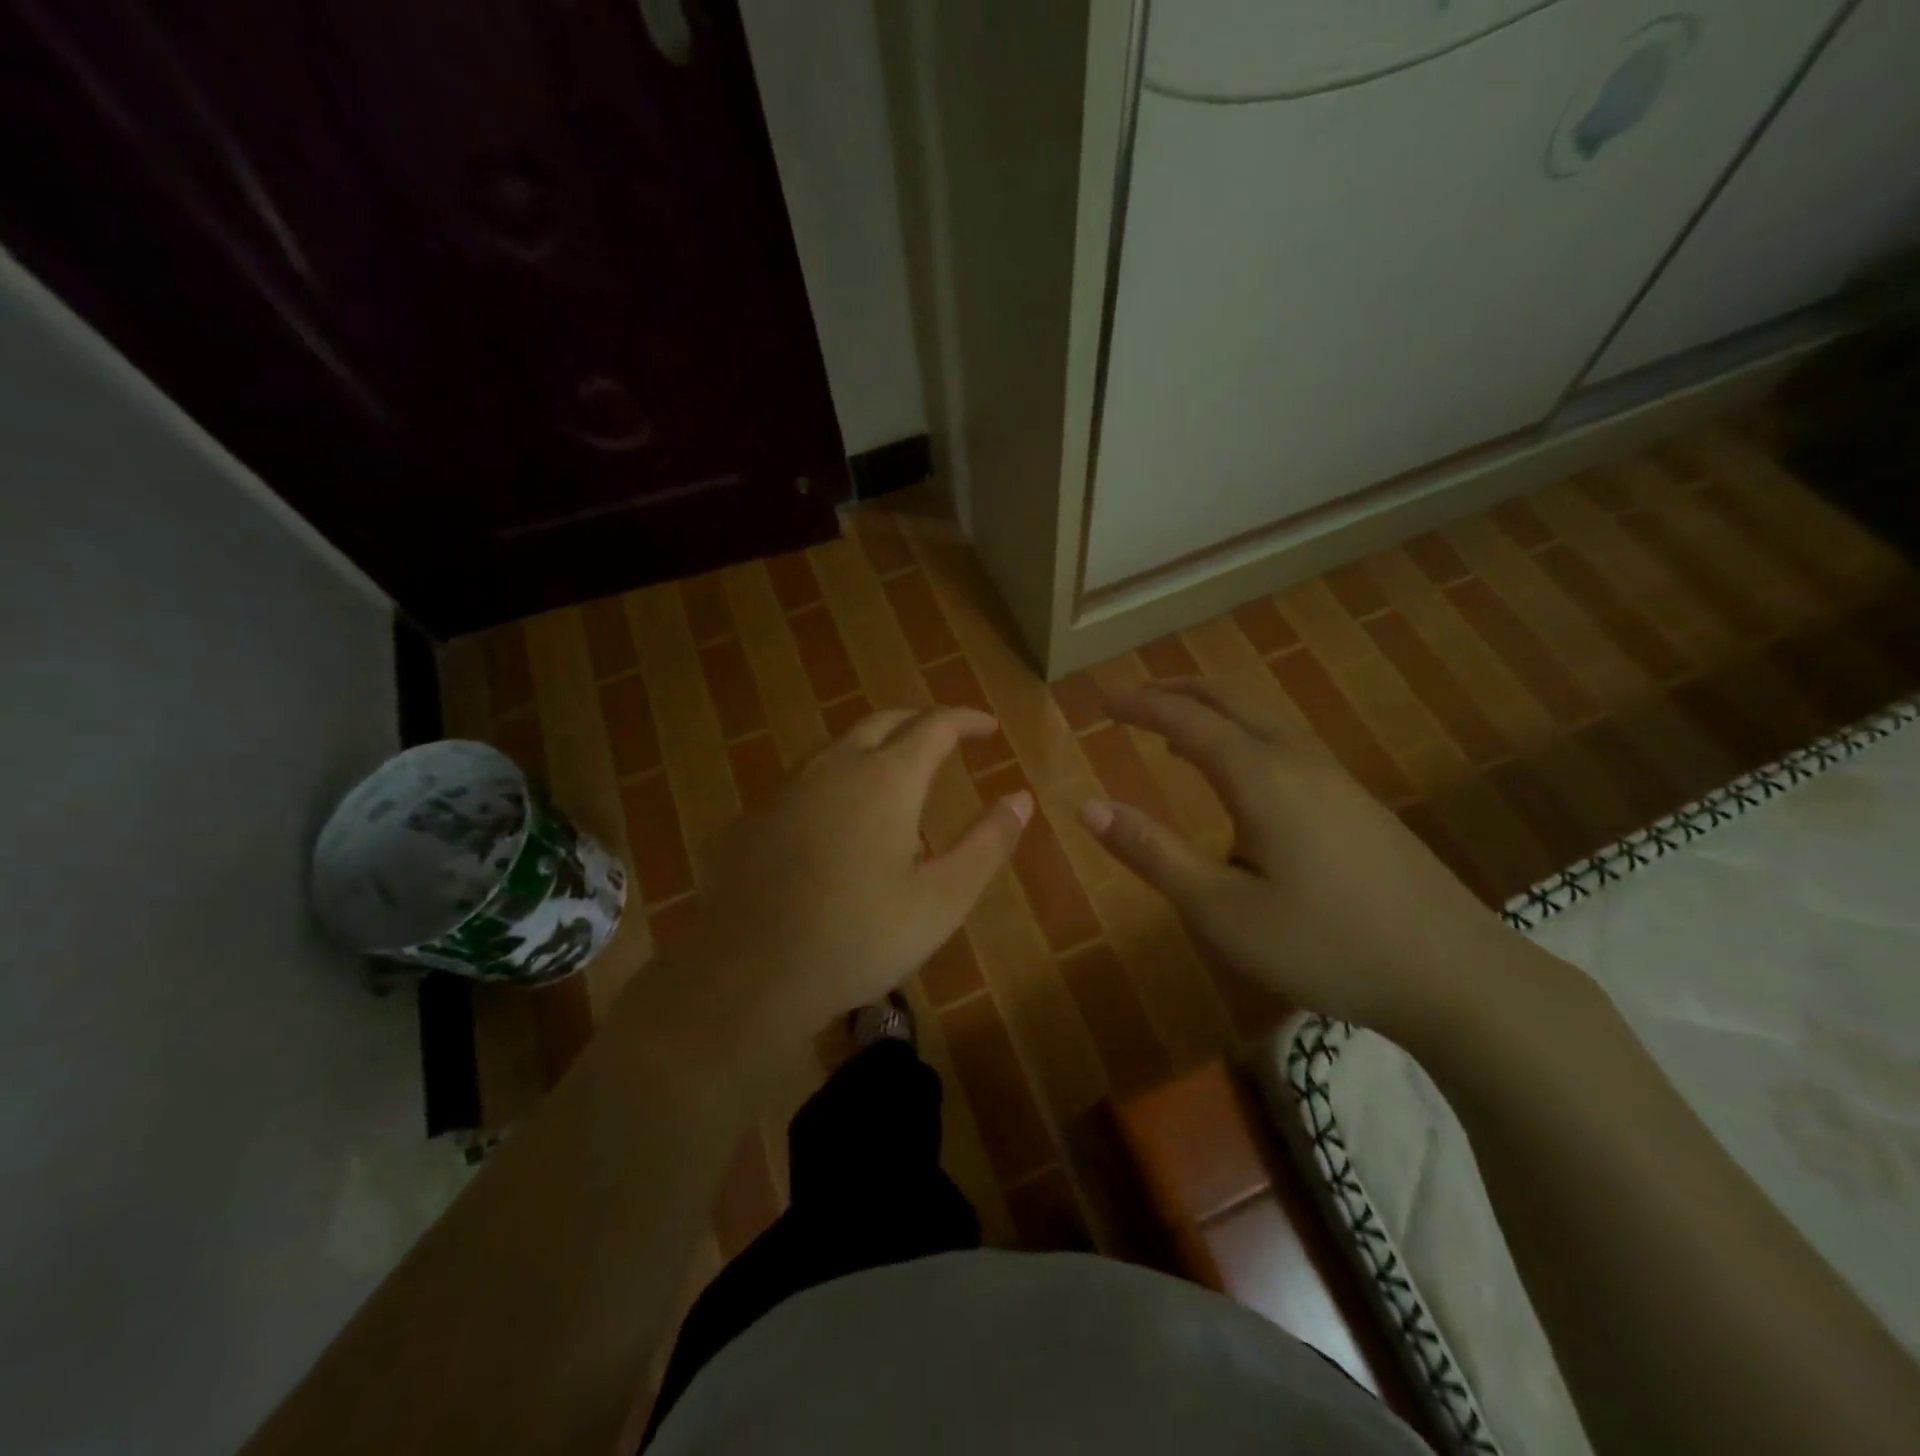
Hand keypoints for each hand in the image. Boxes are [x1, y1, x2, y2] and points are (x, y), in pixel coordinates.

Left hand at [651, 707, 1030, 1059]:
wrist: (751, 973)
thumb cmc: (860, 936)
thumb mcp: (943, 898)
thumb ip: (987, 843)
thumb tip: (1021, 797)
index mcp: (888, 778)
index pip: (935, 725)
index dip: (967, 720)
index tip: (989, 729)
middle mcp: (837, 765)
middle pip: (885, 721)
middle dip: (922, 722)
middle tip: (948, 741)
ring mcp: (791, 787)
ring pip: (842, 744)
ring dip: (879, 746)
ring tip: (900, 775)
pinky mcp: (759, 814)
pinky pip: (810, 776)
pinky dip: (842, 776)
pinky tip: (842, 816)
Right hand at [1079, 681, 1530, 1039]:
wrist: (1456, 975)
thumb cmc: (1324, 945)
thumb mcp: (1219, 910)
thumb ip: (1152, 853)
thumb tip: (1087, 807)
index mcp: (1260, 777)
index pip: (1186, 720)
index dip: (1140, 706)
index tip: (1101, 704)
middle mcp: (1297, 761)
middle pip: (1229, 701)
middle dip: (1175, 692)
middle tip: (1133, 701)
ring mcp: (1335, 779)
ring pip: (1261, 720)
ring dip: (1211, 713)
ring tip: (1173, 733)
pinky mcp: (1357, 803)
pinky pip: (1284, 745)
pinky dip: (1242, 737)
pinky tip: (1240, 778)